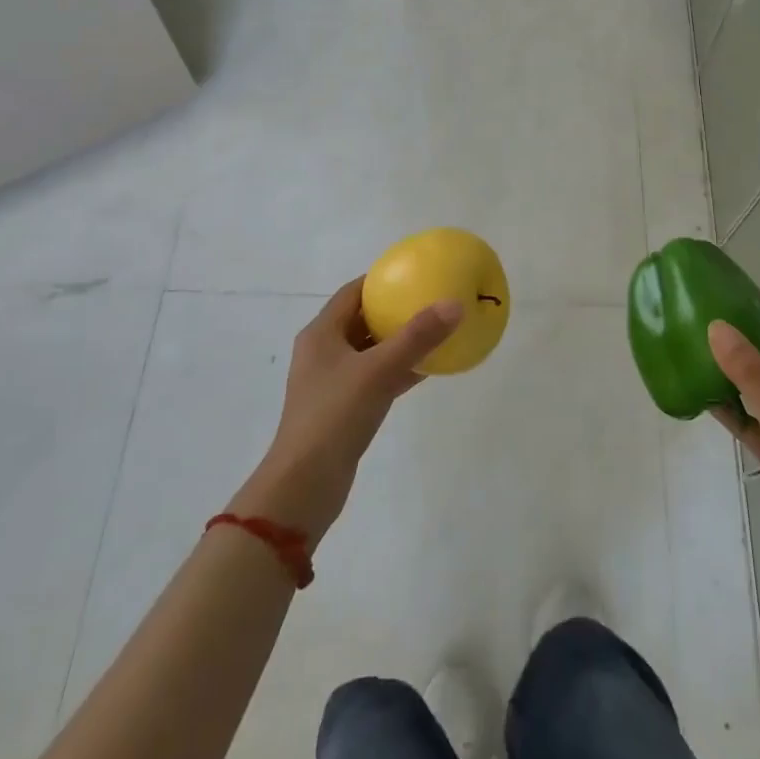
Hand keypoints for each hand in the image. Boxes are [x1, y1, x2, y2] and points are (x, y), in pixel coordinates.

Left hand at [232, 279, 460, 547]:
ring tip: (436, 330)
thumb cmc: (334, 415)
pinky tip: (428, 369)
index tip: (414, 274)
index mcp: (322, 333)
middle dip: (395, 310)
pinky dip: (398, 370)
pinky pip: (376, 378)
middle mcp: (323, 352)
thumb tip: (454, 304)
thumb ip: (417, 337)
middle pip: (362, 320)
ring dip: (399, 341)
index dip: (381, 280)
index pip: (353, 293)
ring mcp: (332, 383)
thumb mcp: (378, 371)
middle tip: (430, 300)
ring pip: (371, 351)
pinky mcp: (344, 409)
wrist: (305, 485)